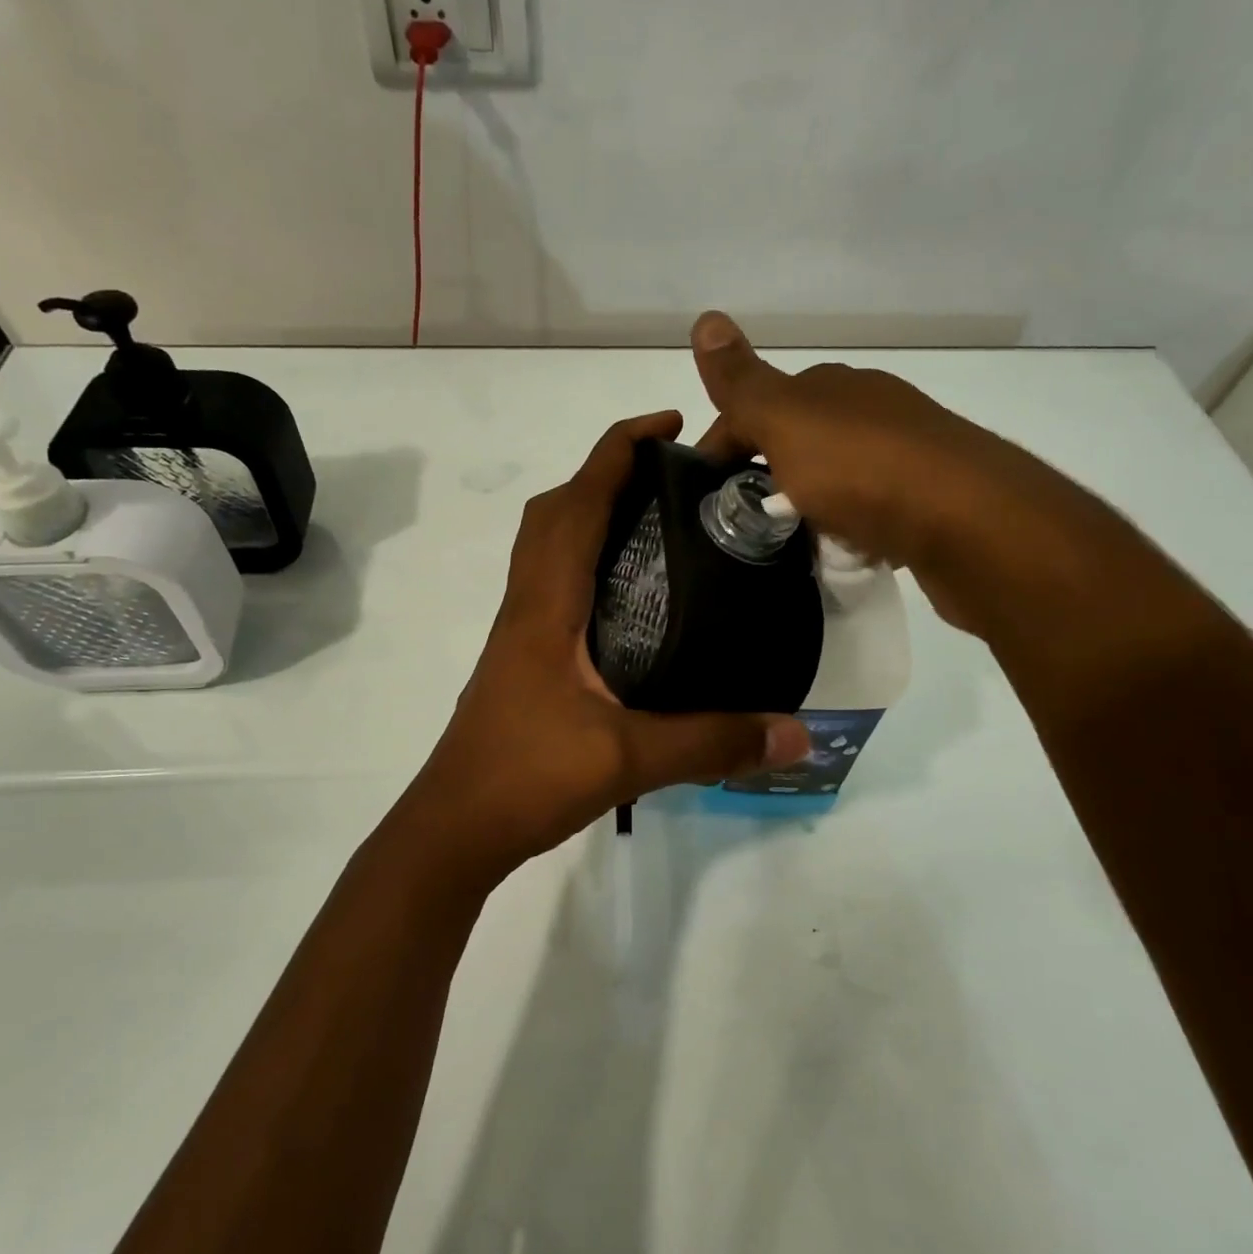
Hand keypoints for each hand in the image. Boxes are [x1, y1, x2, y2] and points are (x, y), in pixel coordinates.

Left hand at [388, 410, 810, 892]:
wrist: (455, 828)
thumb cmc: (528, 778)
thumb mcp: (629, 759)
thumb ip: (713, 742)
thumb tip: (797, 733)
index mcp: (546, 605)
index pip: (576, 503)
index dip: (616, 452)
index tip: (666, 426)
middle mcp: (526, 605)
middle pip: (554, 512)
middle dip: (605, 473)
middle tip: (669, 476)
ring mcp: (519, 632)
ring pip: (546, 547)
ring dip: (589, 513)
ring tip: (655, 521)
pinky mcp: (522, 658)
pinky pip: (550, 583)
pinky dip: (585, 561)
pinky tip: (629, 596)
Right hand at [689, 311, 1110, 635]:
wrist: (970, 523)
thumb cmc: (864, 469)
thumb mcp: (787, 421)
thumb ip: (743, 382)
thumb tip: (705, 316)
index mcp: (831, 387)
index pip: (756, 407)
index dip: (722, 446)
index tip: (701, 496)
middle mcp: (869, 409)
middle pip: (795, 441)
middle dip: (762, 477)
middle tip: (738, 524)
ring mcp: (904, 454)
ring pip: (832, 476)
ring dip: (804, 504)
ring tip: (784, 544)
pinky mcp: (928, 499)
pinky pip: (867, 509)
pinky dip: (844, 526)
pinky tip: (840, 551)